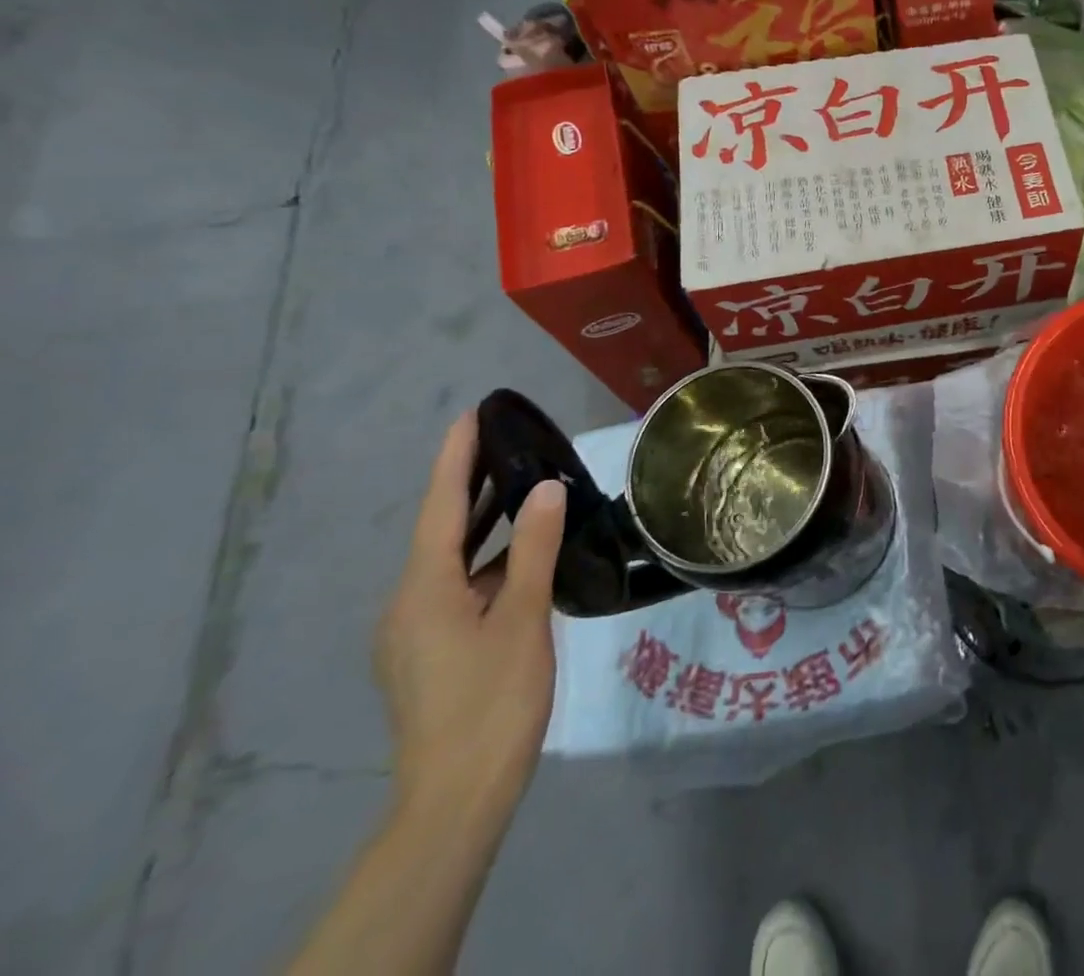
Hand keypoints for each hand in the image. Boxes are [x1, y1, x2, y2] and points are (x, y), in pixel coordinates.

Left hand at [375, 413, 565, 833]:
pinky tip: (523, 561)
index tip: (472, 415)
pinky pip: (458, 589)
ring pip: (452, 563)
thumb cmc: (492, 700)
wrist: (457, 797)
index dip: (455, 459)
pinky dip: (488, 563)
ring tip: (524, 490)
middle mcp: (408, 604)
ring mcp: (415, 633)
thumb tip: (546, 489)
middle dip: (471, 486)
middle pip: (441, 531)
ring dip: (485, 526)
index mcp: (423, 590)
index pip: (440, 507)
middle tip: (507, 443)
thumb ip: (535, 549)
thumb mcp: (523, 619)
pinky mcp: (429, 654)